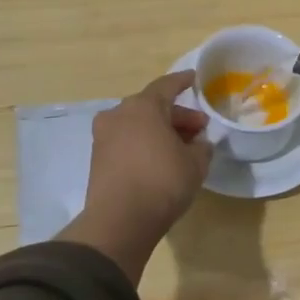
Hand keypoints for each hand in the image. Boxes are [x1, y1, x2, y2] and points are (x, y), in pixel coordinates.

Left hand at [59, 71, 212, 282]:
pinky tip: (162, 159)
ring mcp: (104, 137)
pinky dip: (144, 144)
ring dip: (160, 131)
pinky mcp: (98, 159)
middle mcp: (119, 114)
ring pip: (138, 125)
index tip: (195, 78)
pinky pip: (127, 141)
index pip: (167, 85)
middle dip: (177, 116)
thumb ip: (201, 147)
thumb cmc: (162, 182)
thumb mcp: (196, 163)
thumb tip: (198, 143)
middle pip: (152, 107)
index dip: (183, 81)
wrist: (120, 221)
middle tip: (199, 129)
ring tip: (183, 147)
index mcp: (143, 106)